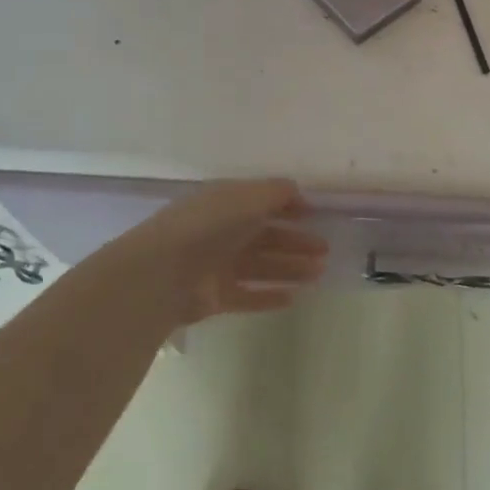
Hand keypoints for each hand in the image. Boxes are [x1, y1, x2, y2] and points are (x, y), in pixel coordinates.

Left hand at [96, 180, 328, 328]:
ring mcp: (216, 266)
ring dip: (290, 268)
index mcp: (225, 203)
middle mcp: (221, 232)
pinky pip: (246, 295)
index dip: (288, 207)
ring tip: (318, 274)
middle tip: (325, 250)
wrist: (163, 272)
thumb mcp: (247, 197)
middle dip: (296, 242)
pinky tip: (292, 298)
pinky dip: (268, 296)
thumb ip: (276, 192)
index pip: (261, 202)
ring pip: (260, 266)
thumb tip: (297, 191)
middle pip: (265, 236)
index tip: (314, 215)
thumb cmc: (209, 226)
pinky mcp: (213, 297)